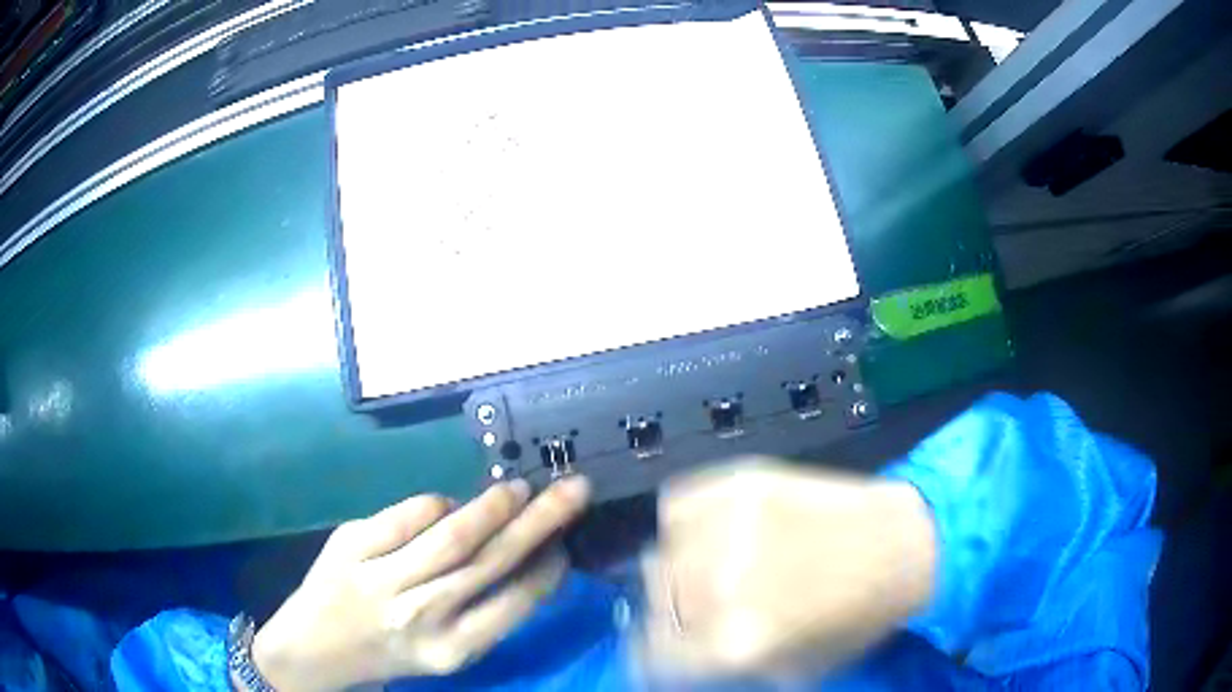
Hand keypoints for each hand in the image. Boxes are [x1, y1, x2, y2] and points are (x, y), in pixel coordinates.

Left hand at [249, 476, 590, 690]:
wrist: (312, 650)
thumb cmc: (388, 654)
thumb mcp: (442, 653)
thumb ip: (481, 612)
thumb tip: (523, 555)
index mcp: (450, 650)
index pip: (515, 604)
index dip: (547, 570)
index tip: (565, 545)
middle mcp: (420, 616)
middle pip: (490, 561)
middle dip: (539, 522)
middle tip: (573, 489)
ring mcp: (381, 579)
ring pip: (451, 535)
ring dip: (492, 507)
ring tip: (518, 489)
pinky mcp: (350, 546)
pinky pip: (405, 516)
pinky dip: (435, 503)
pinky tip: (448, 504)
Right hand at [638, 458, 936, 678]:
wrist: (907, 544)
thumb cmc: (858, 619)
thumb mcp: (790, 672)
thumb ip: (721, 669)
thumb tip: (676, 655)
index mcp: (733, 642)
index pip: (651, 654)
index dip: (659, 655)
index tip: (669, 649)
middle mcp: (719, 585)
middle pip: (653, 604)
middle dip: (676, 614)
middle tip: (707, 609)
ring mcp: (728, 527)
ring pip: (660, 555)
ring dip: (681, 569)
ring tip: (718, 567)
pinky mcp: (741, 481)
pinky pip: (678, 506)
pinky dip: (688, 523)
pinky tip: (718, 532)